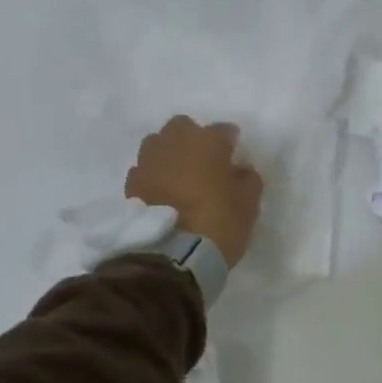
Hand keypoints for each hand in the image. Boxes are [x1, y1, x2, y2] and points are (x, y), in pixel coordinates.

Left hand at [124, 116, 263, 266]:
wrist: (173, 255)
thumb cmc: (219, 223)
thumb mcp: (249, 204)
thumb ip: (248, 179)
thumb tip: (241, 169)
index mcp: (208, 142)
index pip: (225, 130)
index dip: (232, 144)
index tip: (236, 159)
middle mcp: (174, 142)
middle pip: (184, 127)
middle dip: (194, 139)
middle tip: (205, 163)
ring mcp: (148, 161)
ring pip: (159, 145)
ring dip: (170, 155)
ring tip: (180, 177)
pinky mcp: (132, 183)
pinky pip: (146, 170)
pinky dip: (155, 176)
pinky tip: (163, 194)